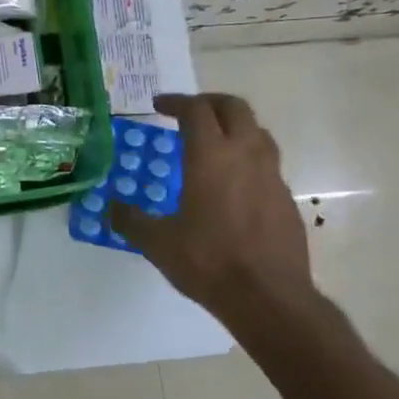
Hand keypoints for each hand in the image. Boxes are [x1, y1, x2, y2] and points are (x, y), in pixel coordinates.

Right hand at [110, 94, 317, 324]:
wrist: (269, 298)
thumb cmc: (208, 262)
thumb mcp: (157, 243)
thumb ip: (130, 220)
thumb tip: (111, 207)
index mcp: (210, 156)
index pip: (195, 110)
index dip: (176, 101)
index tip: (159, 106)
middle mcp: (245, 155)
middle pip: (234, 107)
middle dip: (210, 102)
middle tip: (189, 113)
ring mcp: (272, 176)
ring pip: (257, 132)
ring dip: (234, 127)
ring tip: (214, 144)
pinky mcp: (286, 199)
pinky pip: (268, 165)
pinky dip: (248, 160)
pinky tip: (234, 186)